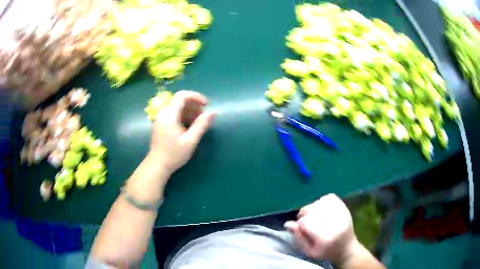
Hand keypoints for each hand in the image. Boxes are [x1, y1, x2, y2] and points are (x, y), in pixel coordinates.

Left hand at [150, 90, 213, 173]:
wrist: (157, 165)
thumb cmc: (174, 154)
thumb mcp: (190, 141)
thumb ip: (201, 125)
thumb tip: (212, 113)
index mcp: (169, 115)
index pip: (182, 96)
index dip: (196, 97)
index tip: (206, 105)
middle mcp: (163, 113)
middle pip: (180, 100)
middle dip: (194, 105)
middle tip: (204, 116)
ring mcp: (161, 118)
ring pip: (177, 107)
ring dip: (189, 111)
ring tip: (198, 122)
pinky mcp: (161, 124)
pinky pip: (173, 114)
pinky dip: (183, 116)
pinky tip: (189, 127)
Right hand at [285, 194, 358, 264]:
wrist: (346, 248)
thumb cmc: (325, 252)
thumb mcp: (309, 251)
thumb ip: (299, 237)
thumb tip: (288, 223)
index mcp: (325, 239)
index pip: (306, 222)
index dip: (300, 223)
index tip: (300, 226)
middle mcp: (335, 225)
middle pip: (313, 211)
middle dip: (305, 213)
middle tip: (304, 219)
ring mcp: (342, 215)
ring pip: (320, 202)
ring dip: (313, 207)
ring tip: (313, 214)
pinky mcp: (345, 209)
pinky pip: (330, 198)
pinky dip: (322, 201)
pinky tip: (321, 209)